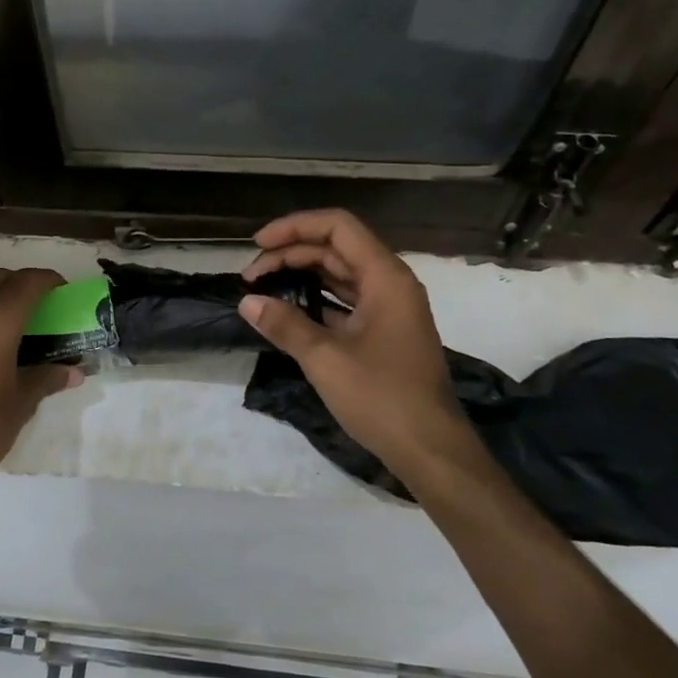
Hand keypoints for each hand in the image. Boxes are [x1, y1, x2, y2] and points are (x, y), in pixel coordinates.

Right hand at [239, 209, 488, 489]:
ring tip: (262, 289)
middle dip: (290, 255)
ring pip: (340, 275)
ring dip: (301, 276)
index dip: (295, 227)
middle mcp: (390, 284)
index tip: (258, 245)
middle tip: (250, 277)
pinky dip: (315, 300)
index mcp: (385, 277)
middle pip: (335, 249)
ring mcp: (389, 309)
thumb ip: (285, 324)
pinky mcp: (384, 333)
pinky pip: (345, 301)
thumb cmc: (382, 397)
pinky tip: (287, 313)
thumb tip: (247, 302)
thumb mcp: (325, 359)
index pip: (338, 227)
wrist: (430, 450)